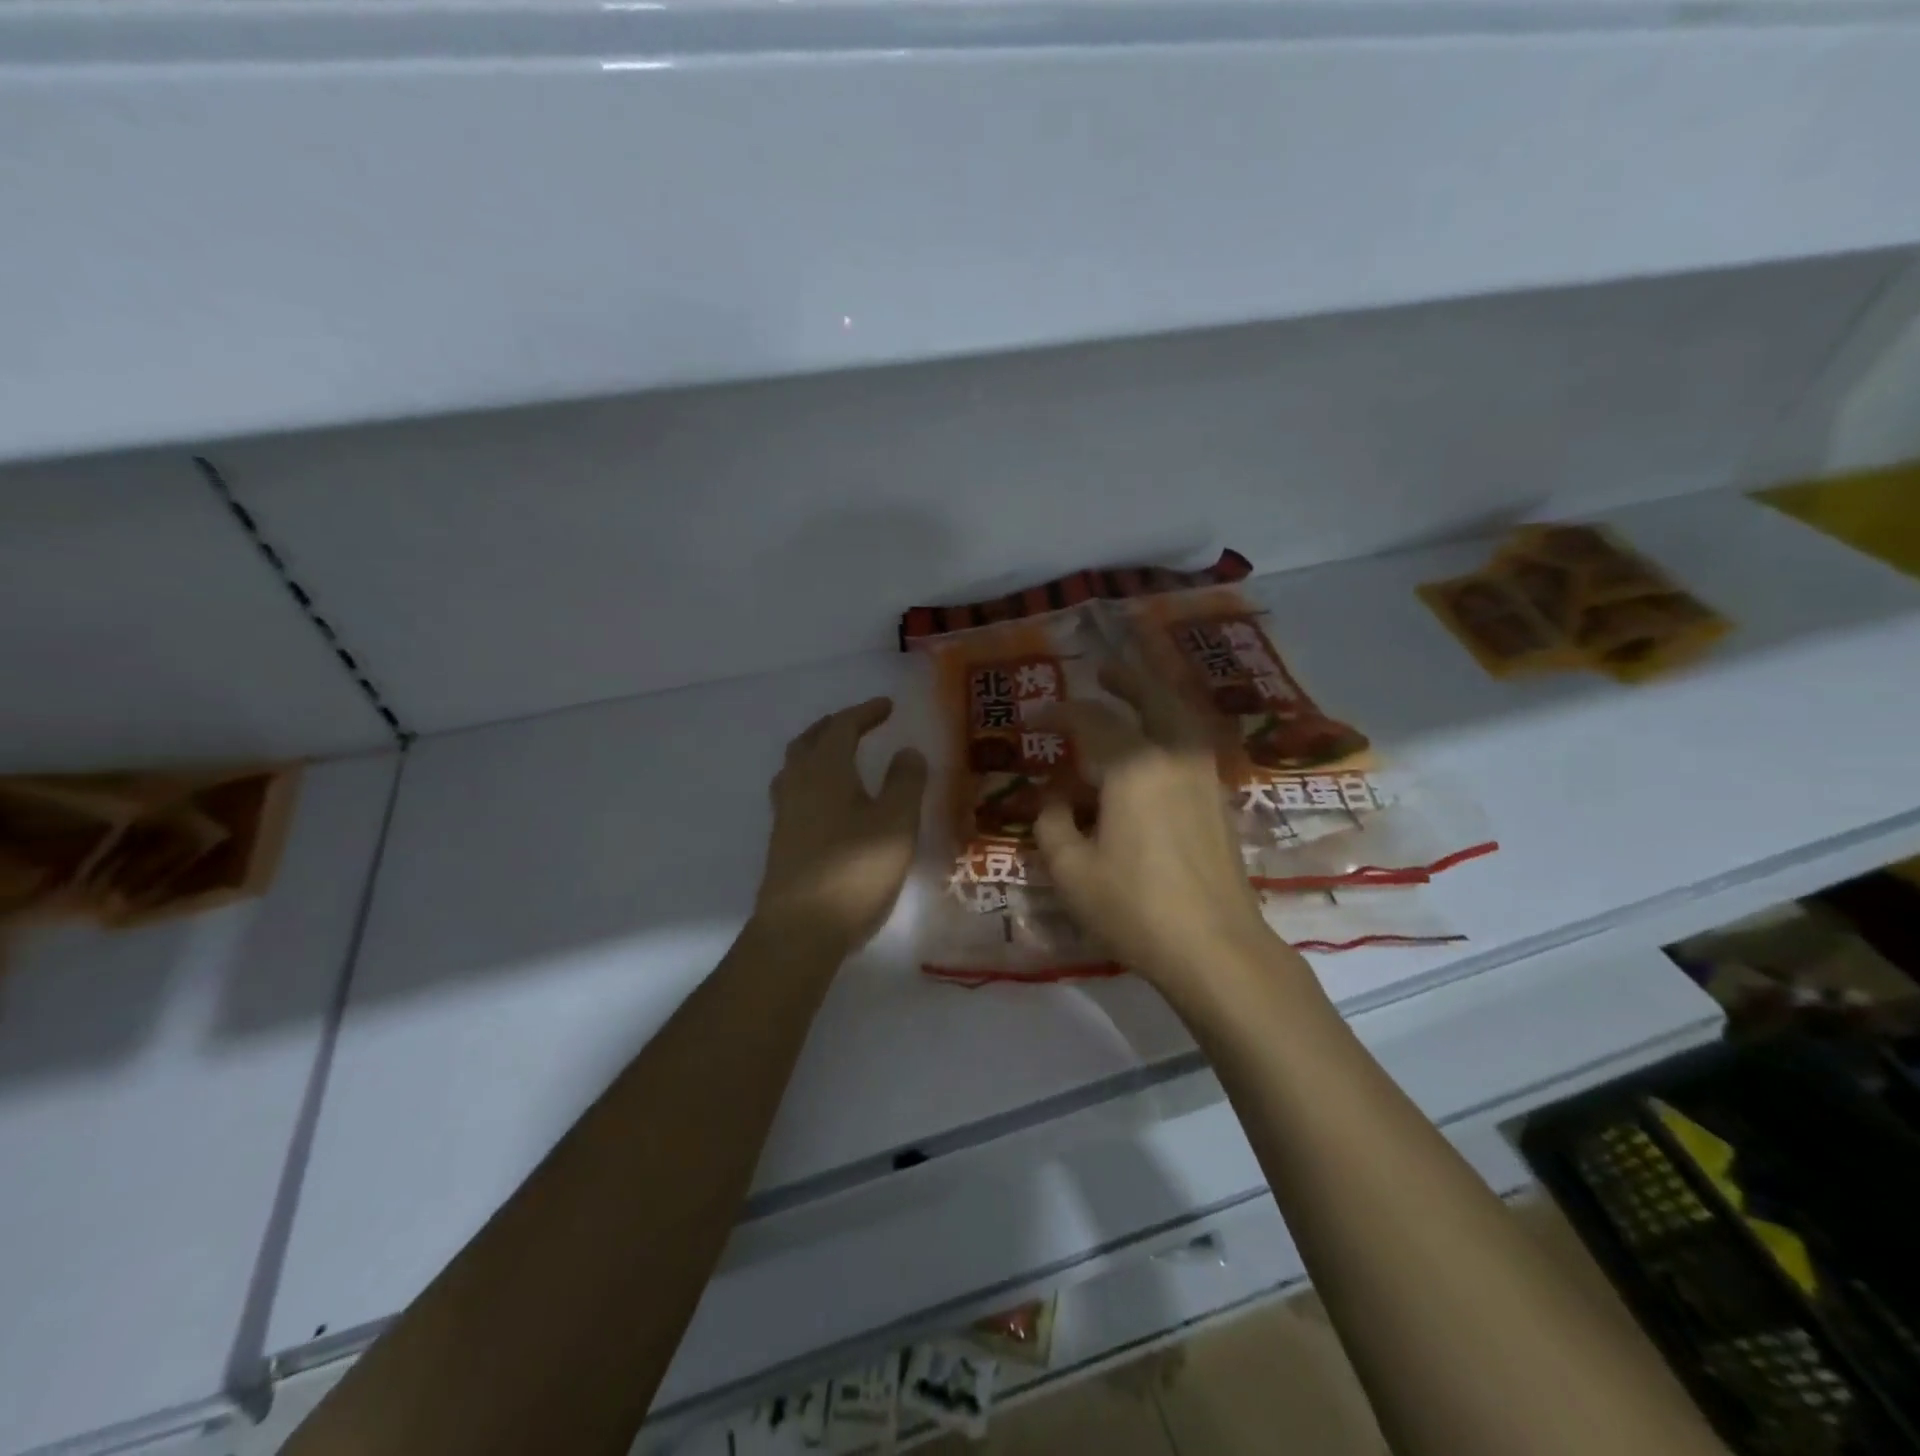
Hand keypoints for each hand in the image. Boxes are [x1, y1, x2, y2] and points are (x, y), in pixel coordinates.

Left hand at [755, 697, 928, 954]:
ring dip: (819, 749)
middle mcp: (798, 783)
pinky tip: (828, 799)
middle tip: (861, 722)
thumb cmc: (854, 871)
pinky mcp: (782, 839)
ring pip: (797, 764)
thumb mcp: (896, 823)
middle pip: (811, 739)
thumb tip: (907, 751)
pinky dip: (813, 776)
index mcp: (825, 770)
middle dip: (837, 725)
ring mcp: (785, 812)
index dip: (865, 712)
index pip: (843, 726)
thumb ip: (905, 782)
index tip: (888, 706)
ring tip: (842, 753)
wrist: (800, 930)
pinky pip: (794, 789)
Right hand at [1033, 657, 1291, 997]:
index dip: (1058, 714)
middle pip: (1152, 698)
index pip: (1091, 721)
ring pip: (1181, 717)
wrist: (1216, 947)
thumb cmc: (1135, 908)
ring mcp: (1203, 776)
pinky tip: (1159, 743)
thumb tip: (1054, 799)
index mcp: (1133, 767)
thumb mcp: (1071, 871)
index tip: (1034, 718)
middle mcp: (1173, 757)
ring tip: (1134, 694)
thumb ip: (1053, 824)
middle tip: (1102, 670)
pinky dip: (1173, 727)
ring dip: (1155, 698)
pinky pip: (1192, 743)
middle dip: (1125, 680)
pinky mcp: (1219, 799)